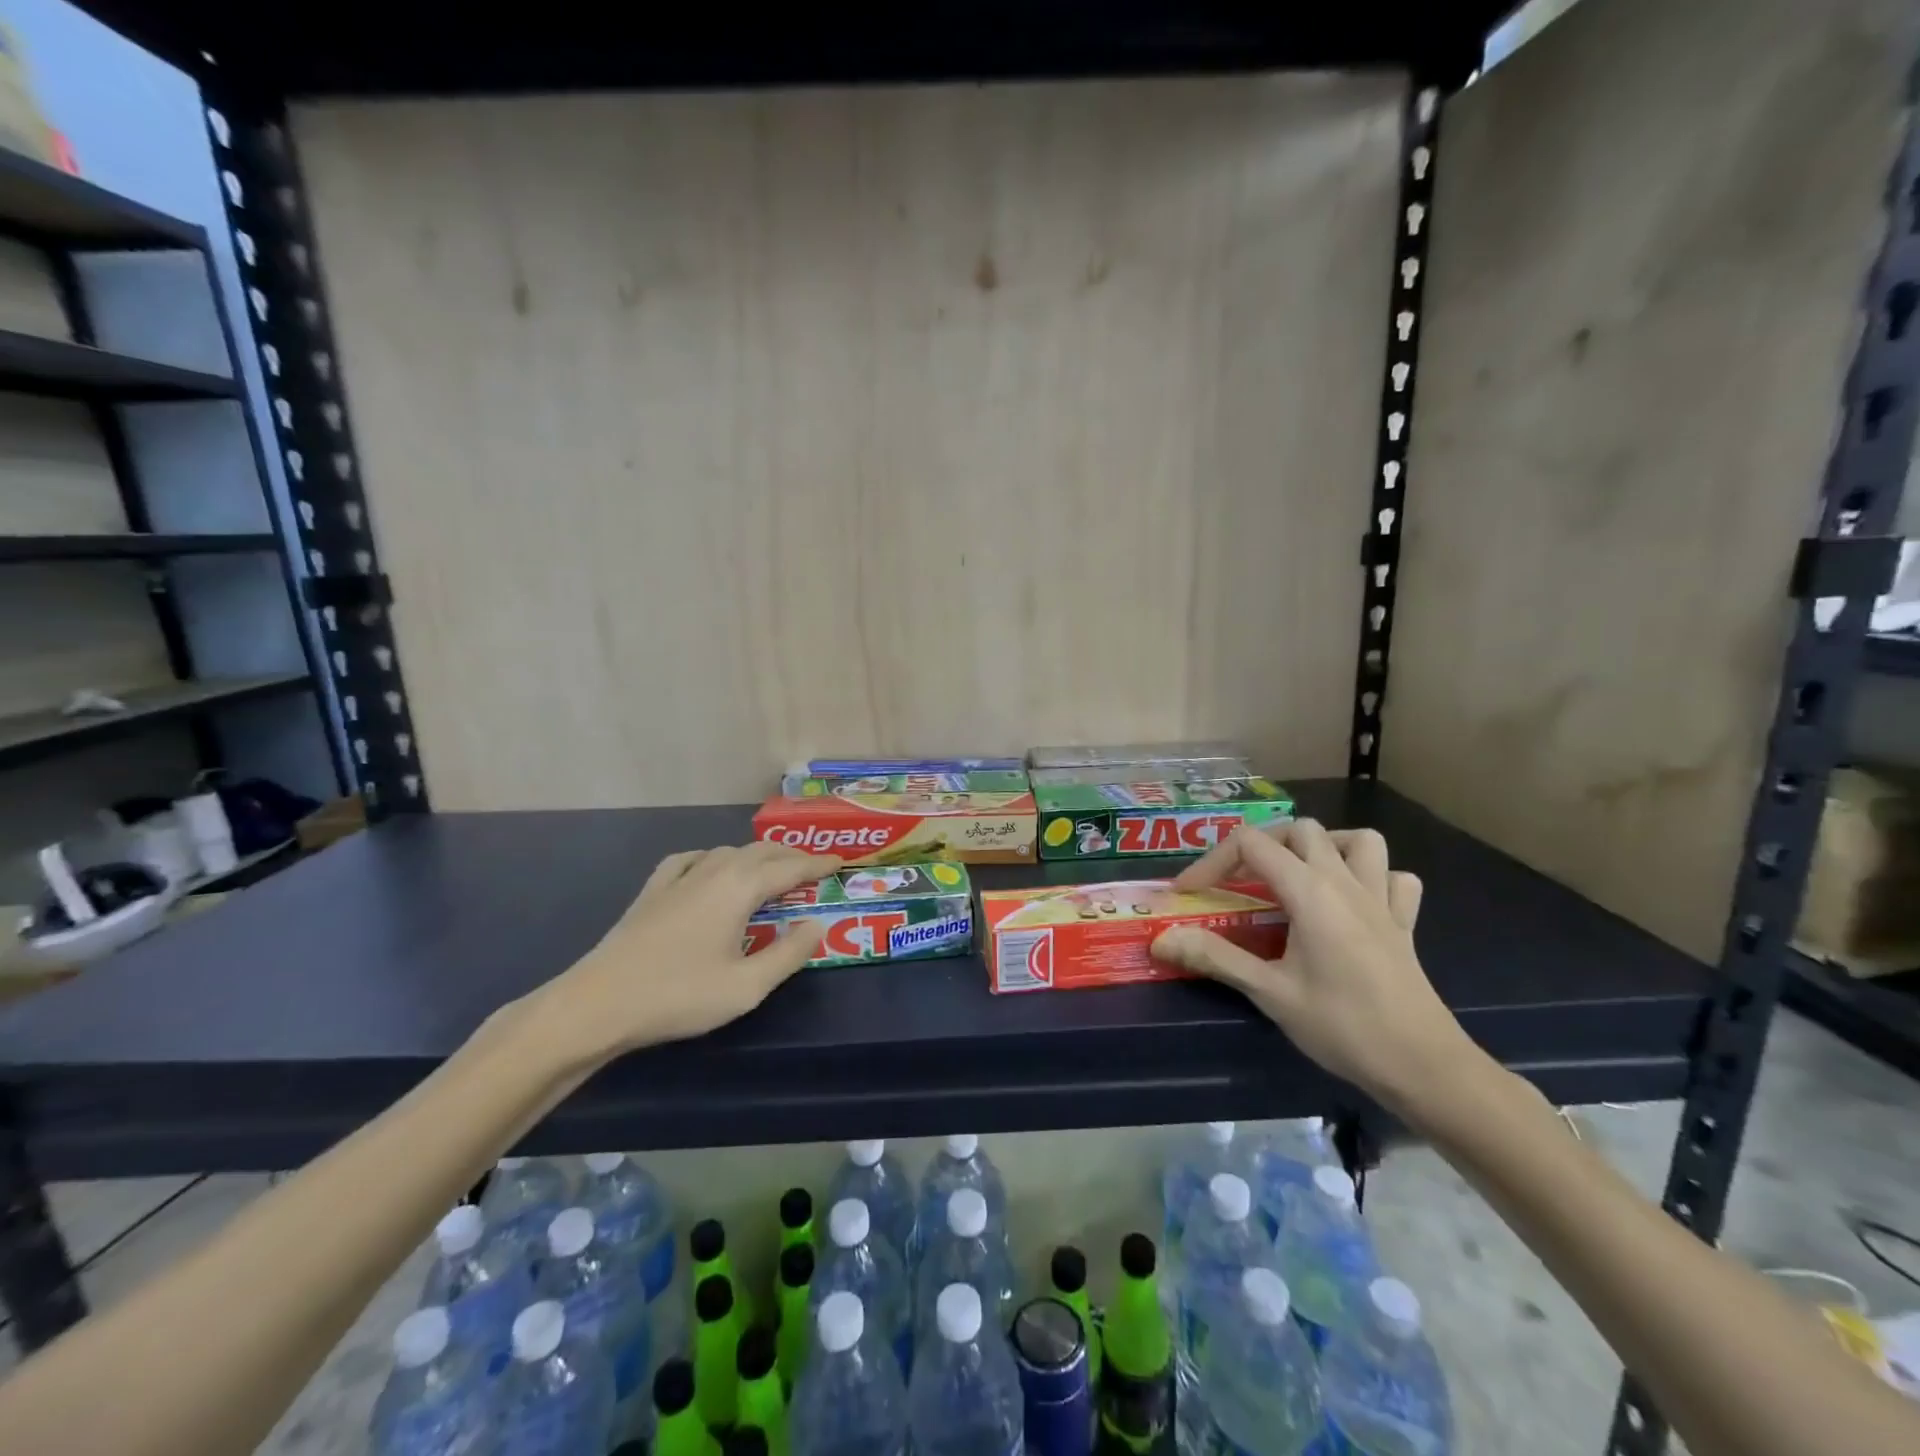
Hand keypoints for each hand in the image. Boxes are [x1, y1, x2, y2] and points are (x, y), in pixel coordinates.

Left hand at [524, 843, 839, 1064]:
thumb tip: (818, 925)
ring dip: (757, 856)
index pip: (790, 868)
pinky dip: (712, 858)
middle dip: (791, 856)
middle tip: (813, 868)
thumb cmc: (679, 996)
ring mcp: (678, 878)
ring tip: (771, 869)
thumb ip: (789, 953)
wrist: (598, 1004)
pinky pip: (691, 859)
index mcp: (740, 888)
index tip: (840, 862)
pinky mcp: (652, 891)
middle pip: (761, 852)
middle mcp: (713, 870)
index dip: (818, 865)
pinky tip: (709, 868)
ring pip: (728, 851)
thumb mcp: (747, 986)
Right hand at [1152, 820, 1484, 1115]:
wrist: (1424, 1068)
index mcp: (1311, 891)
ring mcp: (1381, 900)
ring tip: (1299, 875)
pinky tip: (1353, 901)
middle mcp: (1346, 882)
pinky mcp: (1404, 923)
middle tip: (1239, 883)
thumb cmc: (1343, 1027)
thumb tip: (1163, 940)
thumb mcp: (1270, 993)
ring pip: (1358, 840)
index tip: (1190, 893)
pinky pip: (1395, 878)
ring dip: (1324, 847)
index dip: (1212, 861)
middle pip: (1300, 830)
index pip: (1251, 844)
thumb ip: (1215, 958)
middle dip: (1261, 846)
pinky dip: (1373, 877)